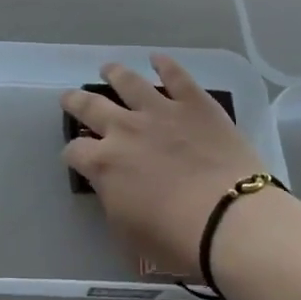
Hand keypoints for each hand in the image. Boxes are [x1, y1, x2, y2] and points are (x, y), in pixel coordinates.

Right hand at [62, 55, 269, 276]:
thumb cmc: (176, 240)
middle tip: (70, 97)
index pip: (75, 151)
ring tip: (108, 68)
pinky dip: (165, 64)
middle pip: (90, 106)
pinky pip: (176, 76)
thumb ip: (114, 204)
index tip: (76, 156)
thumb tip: (113, 190)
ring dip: (114, 73)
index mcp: (104, 164)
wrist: (230, 220)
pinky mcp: (194, 103)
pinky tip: (158, 59)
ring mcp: (160, 111)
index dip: (73, 153)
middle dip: (76, 101)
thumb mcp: (129, 234)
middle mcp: (125, 129)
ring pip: (128, 82)